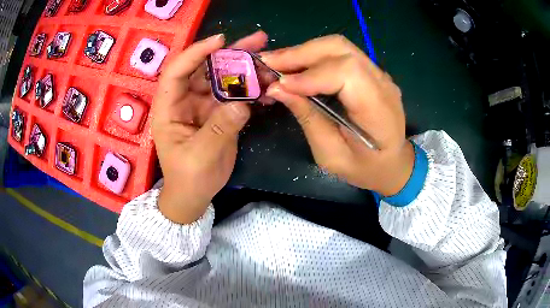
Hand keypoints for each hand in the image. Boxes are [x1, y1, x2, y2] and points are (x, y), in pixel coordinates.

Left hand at [152, 32, 267, 223]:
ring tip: (267, 59)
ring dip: (244, 68)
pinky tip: (267, 86)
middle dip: (229, 53)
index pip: (177, 71)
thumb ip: (219, 129)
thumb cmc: (188, 178)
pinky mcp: (219, 113)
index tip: (220, 41)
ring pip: (222, 79)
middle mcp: (185, 100)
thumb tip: (242, 104)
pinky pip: (235, 95)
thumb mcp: (200, 157)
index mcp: (169, 108)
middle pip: (204, 69)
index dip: (196, 53)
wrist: (194, 195)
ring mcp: (203, 105)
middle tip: (256, 41)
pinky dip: (250, 90)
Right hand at [262, 35, 413, 195]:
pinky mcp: (370, 71)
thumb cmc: (364, 167)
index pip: (348, 73)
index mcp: (380, 111)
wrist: (392, 163)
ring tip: (276, 62)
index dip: (311, 75)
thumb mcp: (331, 155)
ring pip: (338, 46)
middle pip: (341, 49)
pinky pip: (340, 53)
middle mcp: (383, 83)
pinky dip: (313, 56)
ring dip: (303, 51)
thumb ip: (308, 119)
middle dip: (300, 53)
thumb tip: (277, 88)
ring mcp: (378, 74)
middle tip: (268, 63)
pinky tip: (295, 65)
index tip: (279, 84)